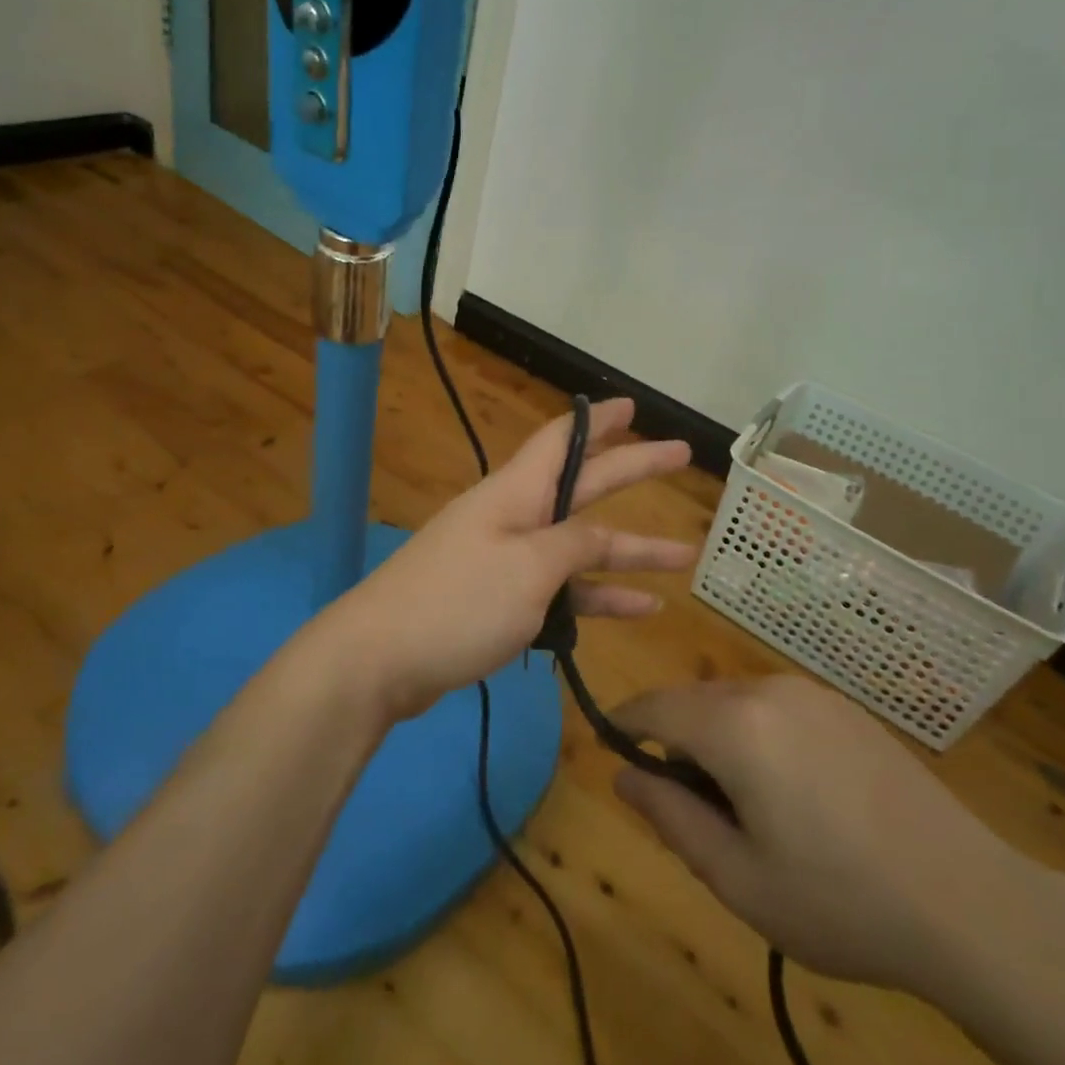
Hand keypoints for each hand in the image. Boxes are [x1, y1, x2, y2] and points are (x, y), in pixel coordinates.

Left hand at [316, 398, 695, 720]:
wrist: (380, 660)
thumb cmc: (458, 601)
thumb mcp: (529, 567)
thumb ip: (574, 545)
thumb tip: (598, 537)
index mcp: (516, 492)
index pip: (563, 440)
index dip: (600, 421)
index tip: (633, 405)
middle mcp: (514, 517)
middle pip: (583, 486)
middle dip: (632, 470)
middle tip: (681, 455)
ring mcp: (508, 561)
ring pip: (580, 546)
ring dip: (629, 550)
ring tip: (684, 554)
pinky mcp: (502, 602)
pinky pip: (561, 590)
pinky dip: (598, 597)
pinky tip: (642, 608)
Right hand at [612, 676, 1036, 999]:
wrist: (970, 903)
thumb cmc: (840, 901)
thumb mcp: (739, 878)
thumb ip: (670, 817)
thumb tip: (623, 773)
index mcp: (735, 726)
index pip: (654, 706)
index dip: (623, 722)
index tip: (609, 747)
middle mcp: (768, 690)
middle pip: (693, 701)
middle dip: (674, 740)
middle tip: (688, 808)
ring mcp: (811, 693)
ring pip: (733, 702)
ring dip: (716, 738)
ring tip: (742, 808)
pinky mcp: (843, 706)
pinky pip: (774, 706)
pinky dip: (756, 734)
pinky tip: (791, 792)